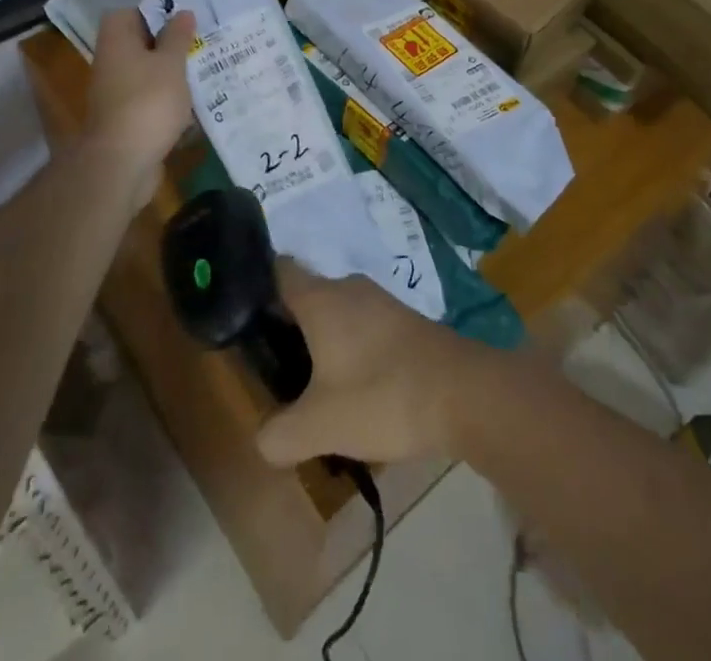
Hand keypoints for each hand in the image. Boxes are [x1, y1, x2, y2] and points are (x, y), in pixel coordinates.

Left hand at [80, 8, 196, 204]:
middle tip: (201, 43)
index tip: (184, 19)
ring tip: (204, 71)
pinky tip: (193, 104)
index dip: (155, 12)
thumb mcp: (171, 63)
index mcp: (116, 41)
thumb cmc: (148, 101)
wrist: (122, 163)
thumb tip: (182, 12)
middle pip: (140, 44)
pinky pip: (149, 99)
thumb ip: (178, 37)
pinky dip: (167, 100)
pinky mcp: (126, 119)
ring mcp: (116, 93)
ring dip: (171, 74)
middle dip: (169, 44)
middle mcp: (111, 63)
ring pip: (147, 73)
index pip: (129, 13)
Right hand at [256, 260, 494, 467]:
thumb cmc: (382, 395)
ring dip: (325, 341)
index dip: (257, 289)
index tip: (246, 321)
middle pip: (307, 294)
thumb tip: (264, 439)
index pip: (278, 270)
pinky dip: (353, 349)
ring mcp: (381, 302)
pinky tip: (357, 388)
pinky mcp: (406, 321)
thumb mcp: (321, 426)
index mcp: (320, 298)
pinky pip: (365, 326)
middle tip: (277, 367)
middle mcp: (348, 288)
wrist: (464, 393)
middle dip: (290, 326)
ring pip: (338, 312)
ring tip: (316, 387)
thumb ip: (281, 435)